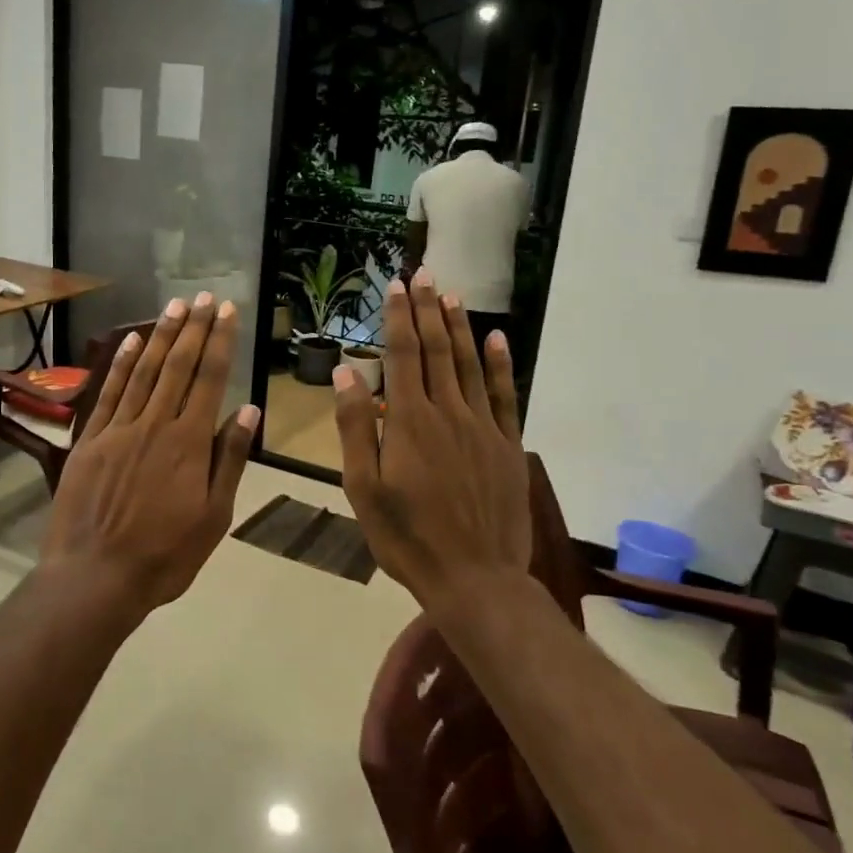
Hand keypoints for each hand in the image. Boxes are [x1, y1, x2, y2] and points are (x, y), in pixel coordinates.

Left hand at [42, 292, 259, 614]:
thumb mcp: (214, 516)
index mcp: (189, 442)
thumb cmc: (164, 555)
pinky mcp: (90, 439)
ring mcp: (118, 429)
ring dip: (161, 336)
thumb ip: (228, 460)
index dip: (219, 342)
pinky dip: (122, 363)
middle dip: (193, 328)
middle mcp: (155, 424)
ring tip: (176, 307)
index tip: (227, 311)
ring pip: (144, 371)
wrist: (95, 576)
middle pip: (178, 366)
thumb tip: (248, 411)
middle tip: (204, 297)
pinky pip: (109, 391)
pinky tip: (132, 340)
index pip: (209, 379)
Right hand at [332, 271, 529, 610]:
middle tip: (423, 274)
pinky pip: (505, 395)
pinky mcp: (507, 445)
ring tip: (451, 295)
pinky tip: (496, 339)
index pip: (403, 355)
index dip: (398, 318)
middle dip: (428, 310)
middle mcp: (448, 413)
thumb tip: (346, 373)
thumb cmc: (407, 537)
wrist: (475, 578)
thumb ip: (355, 428)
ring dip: (459, 327)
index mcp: (409, 422)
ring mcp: (483, 427)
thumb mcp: (363, 488)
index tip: (395, 286)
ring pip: (470, 365)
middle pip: (437, 350)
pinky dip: (500, 364)